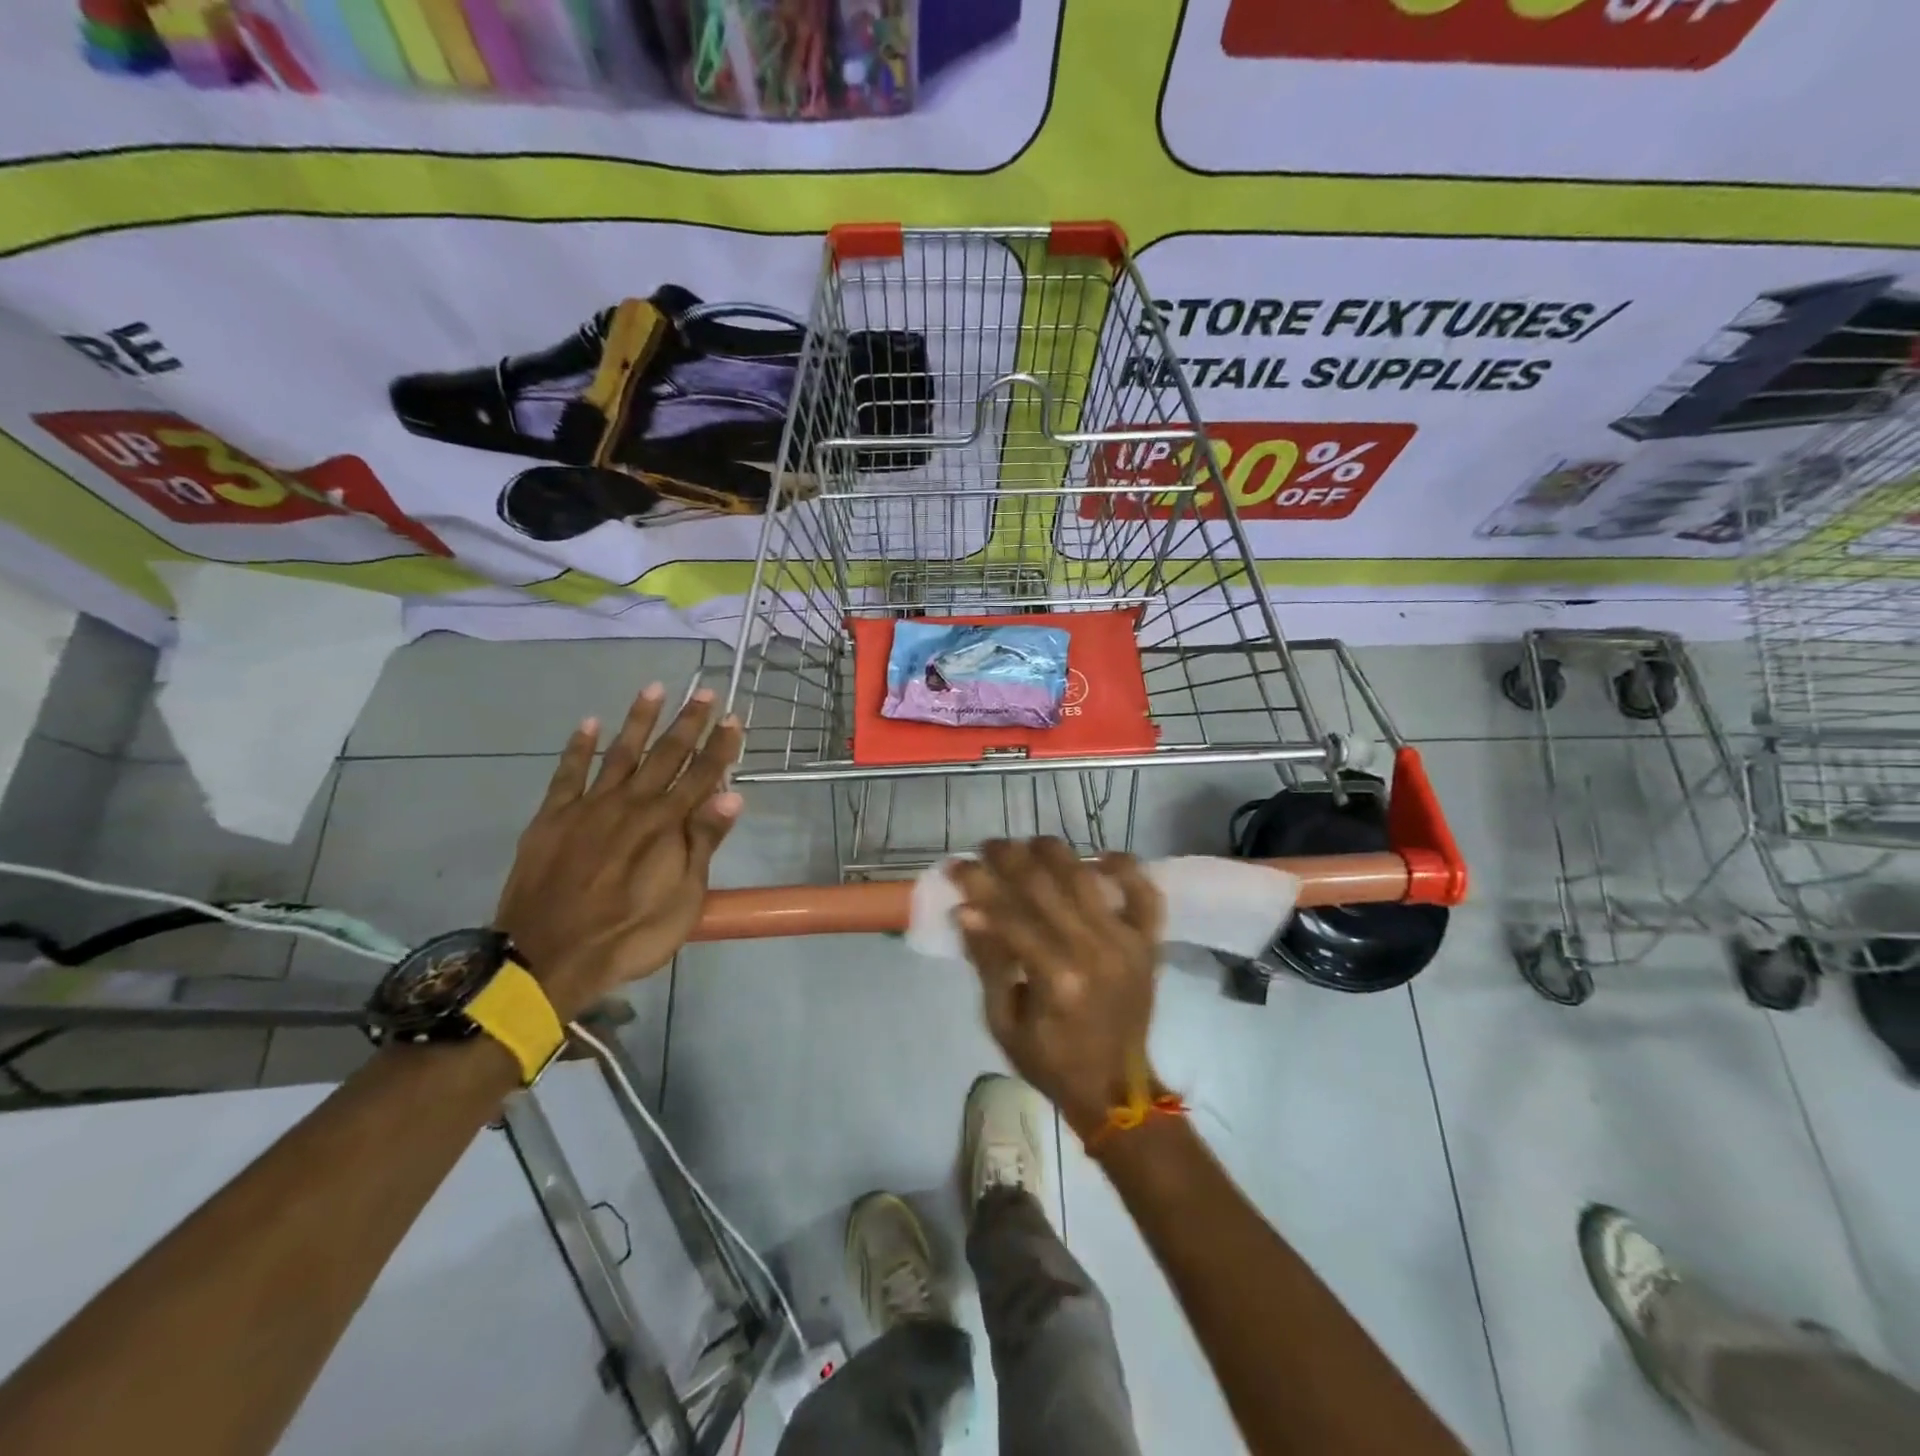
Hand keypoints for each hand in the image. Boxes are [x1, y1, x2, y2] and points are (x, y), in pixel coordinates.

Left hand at [494, 684, 742, 1020]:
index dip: (720, 746)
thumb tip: (732, 794)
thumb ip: (704, 842)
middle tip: (704, 690)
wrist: (547, 958)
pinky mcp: (553, 817)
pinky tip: (590, 723)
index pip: (702, 775)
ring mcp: (589, 807)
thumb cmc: (630, 935)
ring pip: (620, 753)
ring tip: (654, 688)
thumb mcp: (684, 899)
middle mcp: (632, 804)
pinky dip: (580, 747)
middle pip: (666, 755)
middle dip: (687, 722)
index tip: (734, 717)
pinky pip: (568, 774)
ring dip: (639, 719)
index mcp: (666, 824)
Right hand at [949, 839, 1164, 1140]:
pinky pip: (1145, 894)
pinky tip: (1100, 857)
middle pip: (1045, 886)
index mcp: (1056, 979)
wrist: (1115, 1089)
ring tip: (1029, 844)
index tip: (957, 866)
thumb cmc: (1050, 1060)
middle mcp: (1094, 951)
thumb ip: (988, 963)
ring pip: (1087, 878)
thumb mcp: (1002, 1021)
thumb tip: (966, 911)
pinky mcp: (1148, 943)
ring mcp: (1127, 943)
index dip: (977, 886)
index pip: (1008, 915)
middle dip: (1009, 858)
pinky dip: (1126, 868)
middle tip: (987, 847)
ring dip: (1054, 852)